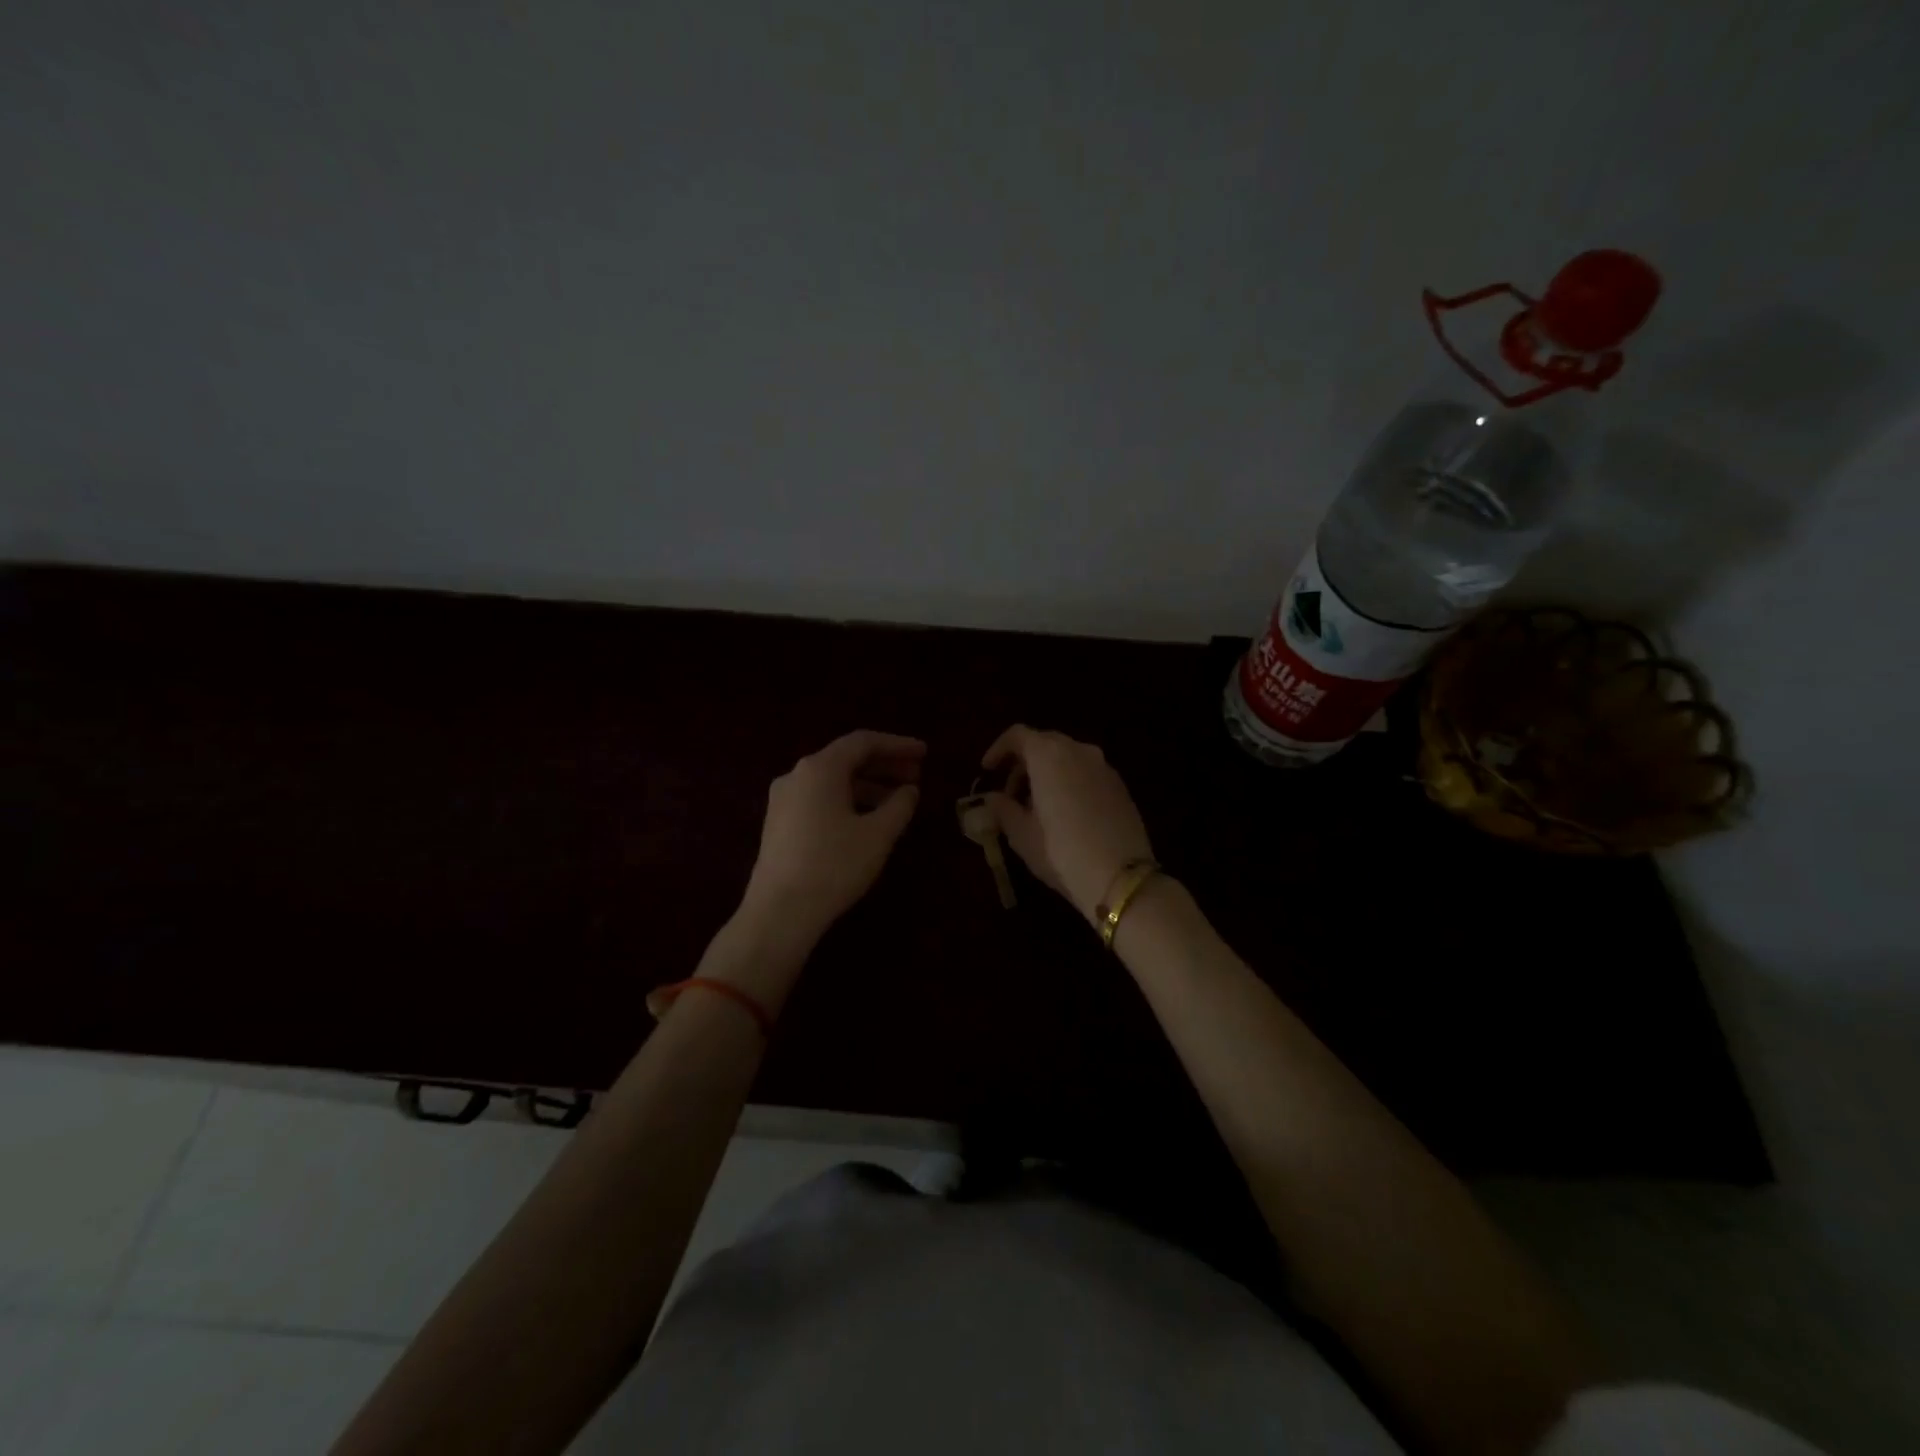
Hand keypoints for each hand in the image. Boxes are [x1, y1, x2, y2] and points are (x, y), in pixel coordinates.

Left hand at [738, 730, 924, 950]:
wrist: (779, 912)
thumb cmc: (834, 866)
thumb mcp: (878, 835)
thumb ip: (899, 805)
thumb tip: (909, 790)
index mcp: (820, 768)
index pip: (864, 742)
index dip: (897, 745)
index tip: (924, 753)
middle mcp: (797, 775)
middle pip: (846, 759)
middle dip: (884, 765)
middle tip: (916, 776)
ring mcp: (783, 800)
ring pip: (833, 781)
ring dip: (867, 785)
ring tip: (897, 802)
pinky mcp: (779, 823)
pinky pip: (820, 798)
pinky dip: (848, 800)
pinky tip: (867, 821)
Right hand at [982, 725, 1152, 923]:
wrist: (1120, 877)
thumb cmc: (1060, 851)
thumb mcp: (1021, 834)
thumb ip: (1002, 809)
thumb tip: (991, 799)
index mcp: (1049, 755)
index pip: (1018, 735)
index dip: (998, 749)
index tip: (987, 770)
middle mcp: (1078, 751)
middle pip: (1044, 744)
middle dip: (1023, 764)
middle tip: (1009, 793)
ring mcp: (1104, 767)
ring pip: (1067, 758)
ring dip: (1047, 774)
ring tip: (1035, 808)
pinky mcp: (1120, 786)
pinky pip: (1086, 773)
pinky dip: (1069, 782)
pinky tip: (1064, 814)